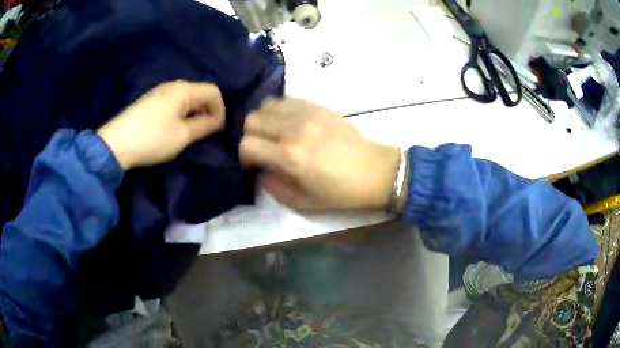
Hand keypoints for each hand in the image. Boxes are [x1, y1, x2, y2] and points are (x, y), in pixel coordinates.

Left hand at [98, 81, 224, 169]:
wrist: (116, 143)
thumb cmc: (152, 138)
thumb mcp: (182, 135)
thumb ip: (205, 126)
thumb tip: (217, 121)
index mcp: (184, 89)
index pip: (214, 91)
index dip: (221, 110)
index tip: (218, 130)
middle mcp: (173, 85)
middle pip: (200, 93)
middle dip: (208, 111)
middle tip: (206, 133)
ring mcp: (160, 91)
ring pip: (187, 98)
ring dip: (194, 113)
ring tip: (190, 132)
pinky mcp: (151, 101)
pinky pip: (174, 102)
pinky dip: (181, 113)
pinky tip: (174, 128)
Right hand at [239, 98, 399, 210]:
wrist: (375, 171)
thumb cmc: (340, 193)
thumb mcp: (302, 202)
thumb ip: (273, 186)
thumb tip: (260, 169)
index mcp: (289, 156)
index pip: (247, 144)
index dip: (245, 156)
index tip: (254, 164)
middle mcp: (293, 129)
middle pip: (251, 120)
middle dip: (250, 136)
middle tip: (263, 149)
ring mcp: (307, 113)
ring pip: (266, 105)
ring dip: (264, 121)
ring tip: (274, 135)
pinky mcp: (318, 106)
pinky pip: (286, 100)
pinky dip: (279, 111)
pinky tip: (289, 124)